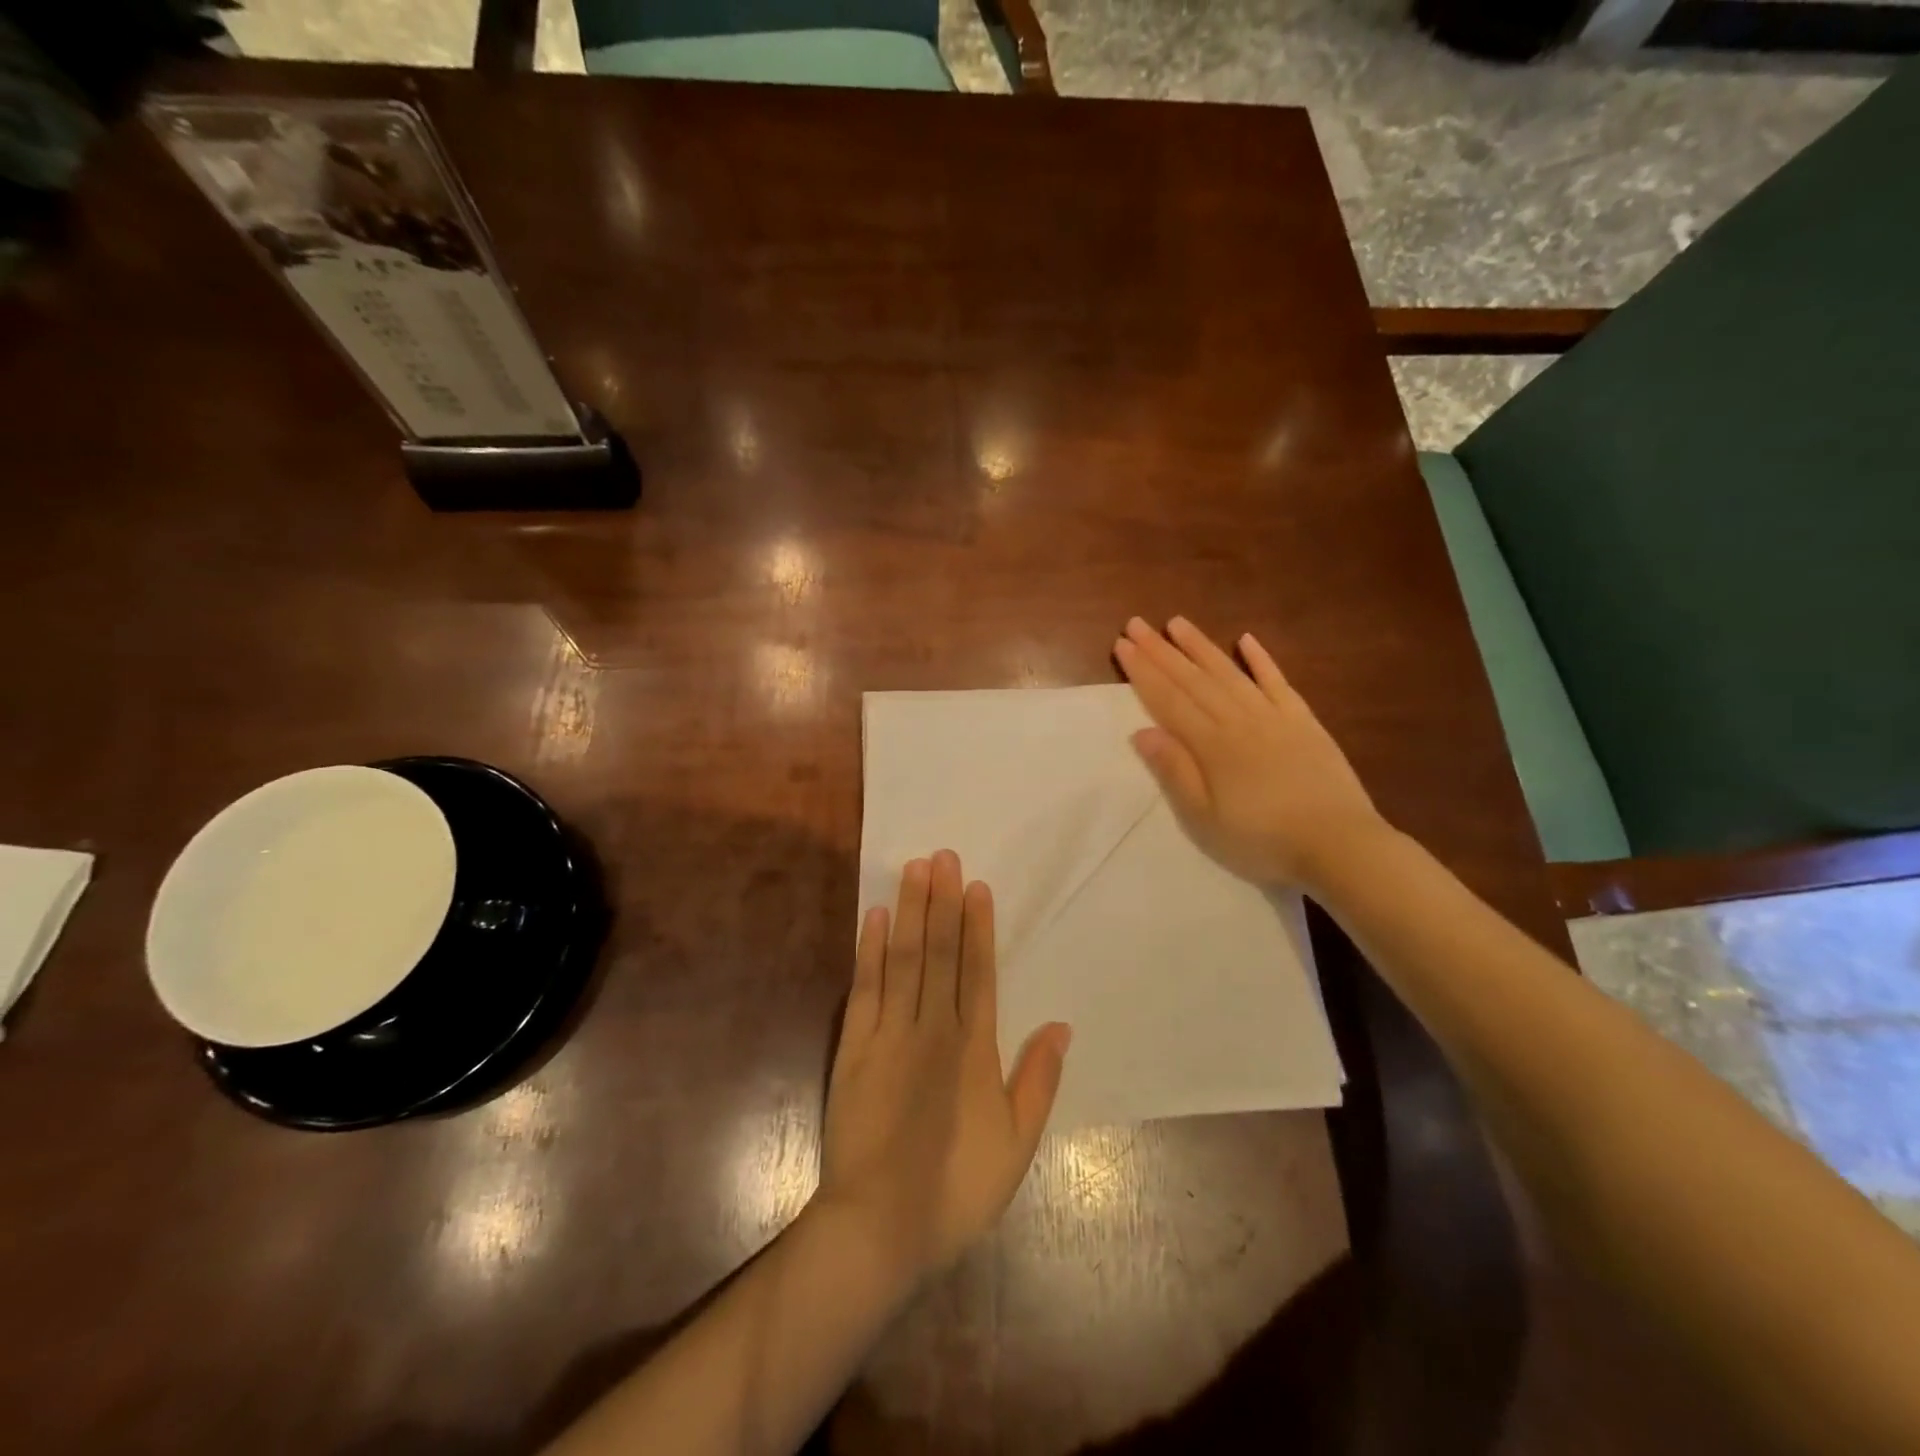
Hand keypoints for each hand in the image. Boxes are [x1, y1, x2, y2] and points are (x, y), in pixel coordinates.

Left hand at [819, 852, 1070, 1283]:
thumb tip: (1061, 1026)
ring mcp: (889, 1034)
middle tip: (944, 856)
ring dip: (911, 911)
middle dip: (943, 902)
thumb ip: (1038, 1081)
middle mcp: (932, 1028)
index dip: (978, 926)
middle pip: (940, 952)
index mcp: (974, 1049)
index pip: (978, 972)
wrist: (880, 1227)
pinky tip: (875, 917)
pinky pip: (865, 988)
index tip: (976, 886)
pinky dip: (871, 950)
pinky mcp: (853, 1047)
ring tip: (915, 869)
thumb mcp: (1017, 1146)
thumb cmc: (956, 1189)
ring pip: (904, 959)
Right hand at [1114, 616, 1383, 889]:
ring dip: (1201, 646)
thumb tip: (1141, 732)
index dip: (1143, 672)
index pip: (1168, 700)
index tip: (1123, 645)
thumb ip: (1175, 772)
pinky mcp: (1304, 721)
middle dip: (1161, 651)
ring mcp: (1274, 716)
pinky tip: (1247, 640)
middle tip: (1136, 623)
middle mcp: (1238, 720)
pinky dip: (1262, 660)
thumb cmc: (1262, 839)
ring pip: (1230, 673)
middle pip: (1193, 680)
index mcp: (1211, 745)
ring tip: (1177, 623)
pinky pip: (1278, 682)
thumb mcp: (1205, 818)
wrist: (1338, 844)